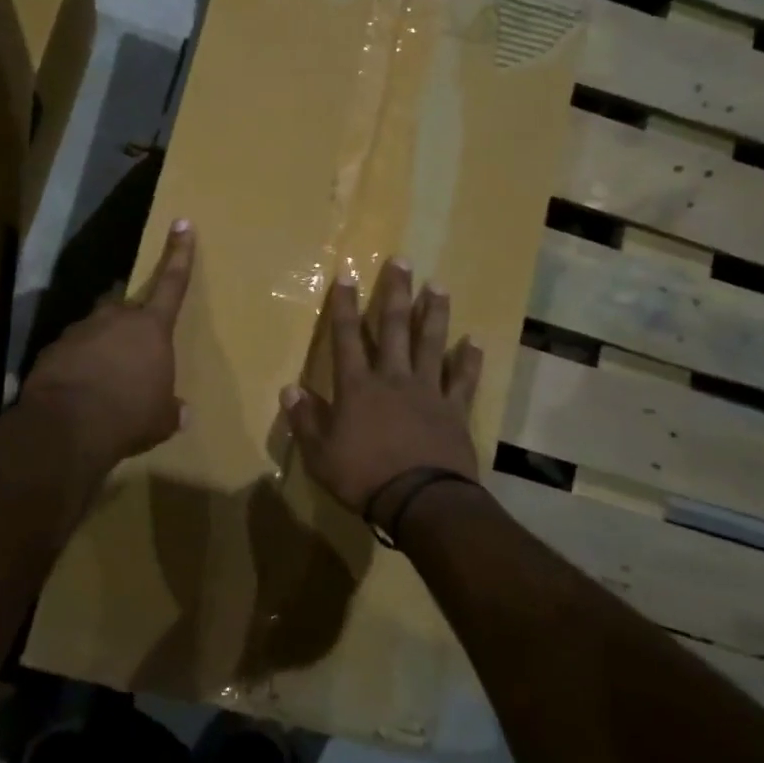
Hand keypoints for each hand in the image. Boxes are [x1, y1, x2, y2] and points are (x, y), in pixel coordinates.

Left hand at [23, 220, 193, 467]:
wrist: (67, 426)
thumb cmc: (129, 416)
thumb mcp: (160, 419)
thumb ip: (170, 409)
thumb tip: (181, 412)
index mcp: (151, 328)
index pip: (173, 283)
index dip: (180, 253)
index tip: (182, 223)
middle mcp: (115, 318)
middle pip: (127, 310)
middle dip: (130, 327)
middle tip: (132, 357)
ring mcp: (80, 330)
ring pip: (96, 331)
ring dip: (102, 349)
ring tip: (103, 382)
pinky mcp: (52, 348)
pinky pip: (72, 352)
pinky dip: (77, 365)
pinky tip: (78, 391)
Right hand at [284, 258, 482, 519]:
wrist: (420, 501)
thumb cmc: (363, 478)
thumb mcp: (319, 455)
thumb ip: (305, 420)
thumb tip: (289, 389)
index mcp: (357, 387)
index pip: (346, 337)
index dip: (345, 305)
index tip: (346, 274)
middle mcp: (393, 378)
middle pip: (394, 328)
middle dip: (395, 293)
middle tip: (403, 260)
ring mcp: (427, 391)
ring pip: (431, 343)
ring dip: (434, 313)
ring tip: (439, 286)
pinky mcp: (454, 410)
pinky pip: (463, 379)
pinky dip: (469, 360)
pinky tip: (474, 341)